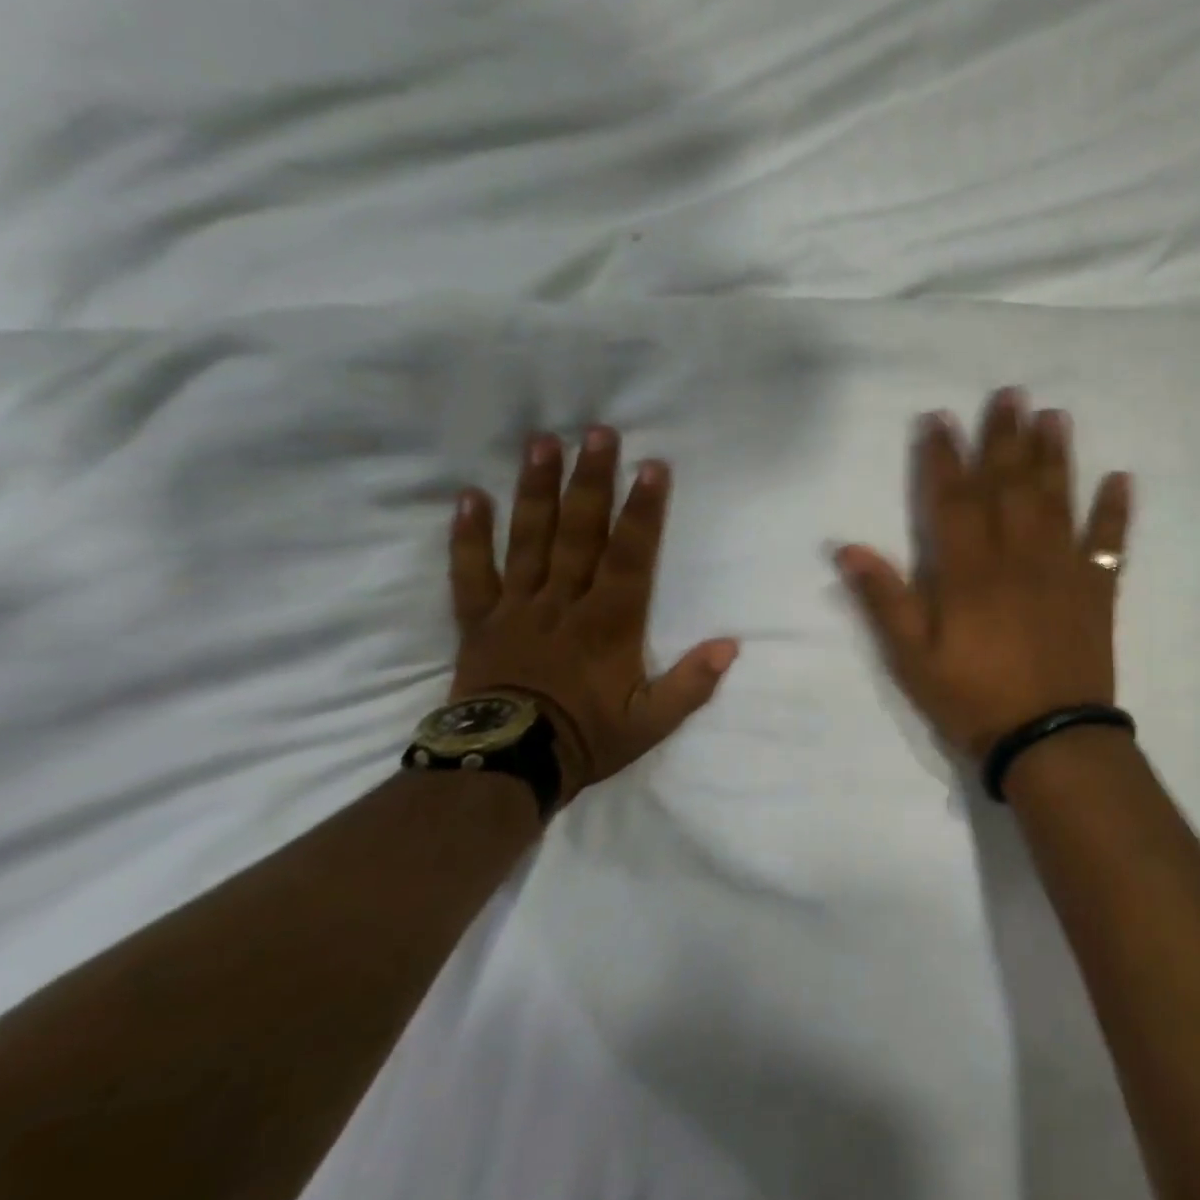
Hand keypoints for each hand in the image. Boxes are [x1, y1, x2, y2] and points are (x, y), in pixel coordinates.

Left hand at [449, 428, 737, 803]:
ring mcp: (517, 607)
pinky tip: (469, 496)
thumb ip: (692, 684)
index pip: (629, 555)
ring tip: (541, 443)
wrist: (503, 767)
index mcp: (608, 622)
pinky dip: (468, 535)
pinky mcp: (478, 620)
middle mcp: (563, 602)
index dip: (642, 511)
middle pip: (579, 532)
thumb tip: (731, 645)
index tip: (651, 467)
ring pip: (529, 539)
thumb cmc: (585, 738)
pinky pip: (470, 572)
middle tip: (596, 433)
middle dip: (591, 480)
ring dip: (536, 490)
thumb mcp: (651, 722)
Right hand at [835, 389, 1132, 761]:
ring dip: (1055, 456)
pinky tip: (1122, 477)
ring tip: (1055, 416)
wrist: (1050, 740)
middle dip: (1005, 437)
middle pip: (1009, 485)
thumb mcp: (913, 660)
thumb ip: (885, 601)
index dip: (943, 456)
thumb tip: (848, 547)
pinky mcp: (1097, 590)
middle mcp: (1017, 556)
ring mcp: (1062, 569)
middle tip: (1010, 393)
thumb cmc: (974, 700)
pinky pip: (1109, 542)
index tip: (940, 418)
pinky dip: (1116, 510)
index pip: (952, 499)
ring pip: (1057, 500)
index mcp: (969, 571)